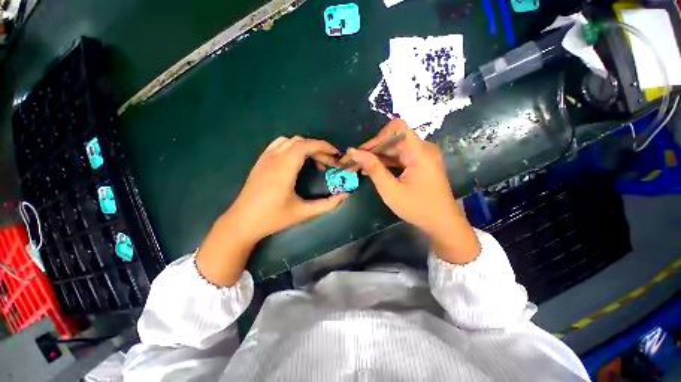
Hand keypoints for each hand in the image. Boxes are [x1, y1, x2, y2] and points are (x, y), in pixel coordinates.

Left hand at [197, 136, 347, 285]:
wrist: (242, 222)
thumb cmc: (273, 218)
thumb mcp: (303, 213)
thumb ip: (327, 204)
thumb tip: (345, 195)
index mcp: (283, 170)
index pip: (305, 146)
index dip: (323, 146)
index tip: (336, 154)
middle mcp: (273, 159)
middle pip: (300, 142)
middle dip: (318, 149)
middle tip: (329, 164)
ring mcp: (264, 158)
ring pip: (289, 141)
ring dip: (305, 147)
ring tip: (314, 161)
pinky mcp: (260, 161)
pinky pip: (278, 145)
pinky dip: (292, 147)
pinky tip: (296, 160)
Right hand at [342, 119, 479, 263]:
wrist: (442, 223)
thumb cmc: (418, 208)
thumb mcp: (391, 190)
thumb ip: (373, 168)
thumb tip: (353, 151)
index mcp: (420, 152)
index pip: (397, 128)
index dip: (378, 137)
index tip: (363, 152)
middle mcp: (422, 149)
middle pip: (393, 140)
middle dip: (372, 150)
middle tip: (353, 162)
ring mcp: (421, 157)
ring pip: (394, 149)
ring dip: (376, 157)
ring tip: (358, 167)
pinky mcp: (419, 164)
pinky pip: (399, 158)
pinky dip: (385, 163)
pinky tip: (371, 171)